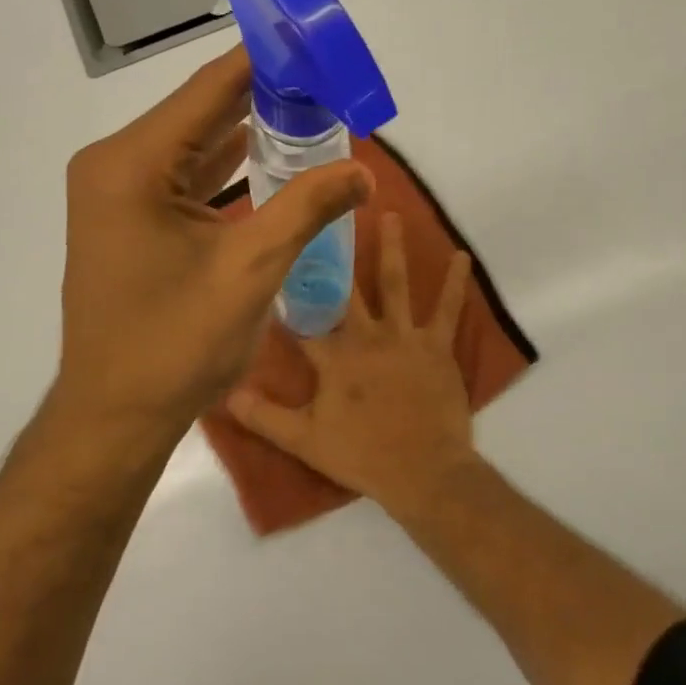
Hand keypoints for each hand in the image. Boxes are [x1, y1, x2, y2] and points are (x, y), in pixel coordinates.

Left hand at [53, 47, 371, 454]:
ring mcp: (119, 194)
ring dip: (249, 132)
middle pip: (201, 112)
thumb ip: (307, 208)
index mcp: (132, 164)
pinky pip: (185, 178)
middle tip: (327, 80)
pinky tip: (271, 157)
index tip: (314, 42)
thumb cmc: (175, 344)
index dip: (266, 62)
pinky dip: (227, 168)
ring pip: (194, 145)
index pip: (211, 90)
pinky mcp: (130, 220)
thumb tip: (363, 170)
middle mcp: (116, 165)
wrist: (116, 416)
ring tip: (312, 111)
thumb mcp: (250, 270)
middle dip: (265, 97)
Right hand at [229, 211, 476, 511]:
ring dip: (392, 247)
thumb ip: (263, 416)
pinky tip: (461, 255)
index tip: (276, 258)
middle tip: (329, 214)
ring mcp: (404, 336)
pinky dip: (455, 281)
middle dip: (335, 252)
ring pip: (395, 283)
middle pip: (347, 287)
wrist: (424, 471)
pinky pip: (447, 308)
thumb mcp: (303, 440)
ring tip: (391, 213)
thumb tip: (224, 393)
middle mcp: (366, 335)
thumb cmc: (362, 454)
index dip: (287, 290)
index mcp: (333, 356)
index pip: (302, 317)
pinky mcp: (437, 345)